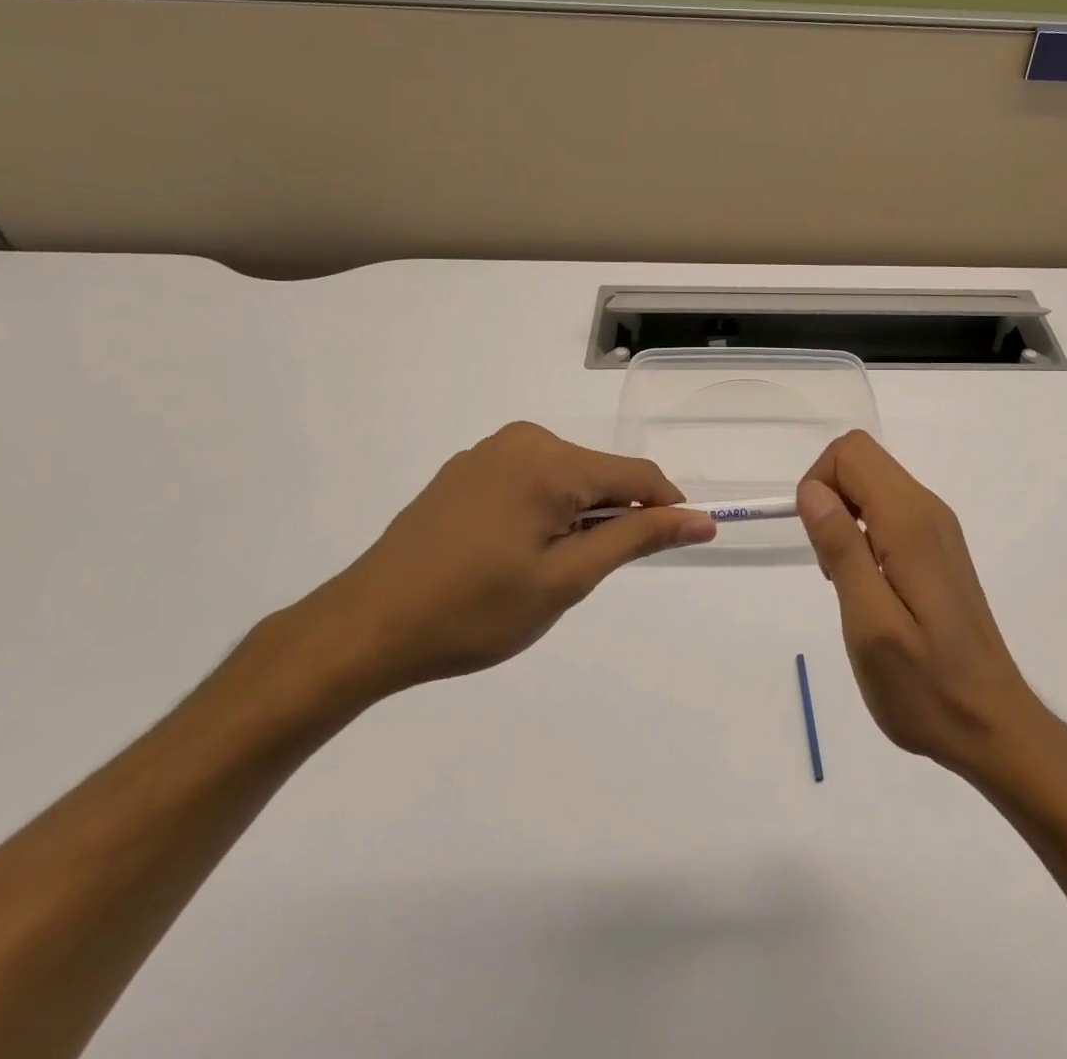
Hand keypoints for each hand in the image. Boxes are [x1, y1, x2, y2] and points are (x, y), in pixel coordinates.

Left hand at [293, 422, 715, 697]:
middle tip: (583, 576)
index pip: (637, 475)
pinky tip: (509, 553)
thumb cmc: (474, 611)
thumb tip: (700, 518)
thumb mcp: (566, 579)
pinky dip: (543, 511)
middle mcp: (523, 439)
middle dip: (611, 518)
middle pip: (600, 474)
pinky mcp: (466, 469)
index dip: (667, 509)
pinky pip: (530, 480)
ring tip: (541, 570)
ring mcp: (489, 451)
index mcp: (550, 461)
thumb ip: (636, 538)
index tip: (682, 543)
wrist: (366, 627)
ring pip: (566, 478)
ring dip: (576, 517)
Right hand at [796, 432, 1043, 780]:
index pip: (851, 453)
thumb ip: (841, 548)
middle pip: (862, 461)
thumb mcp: (869, 623)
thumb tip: (812, 490)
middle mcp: (928, 510)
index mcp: (910, 521)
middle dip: (829, 499)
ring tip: (847, 583)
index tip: (818, 543)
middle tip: (831, 566)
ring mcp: (937, 528)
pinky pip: (888, 512)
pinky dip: (863, 534)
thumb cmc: (925, 686)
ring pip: (873, 485)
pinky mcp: (938, 548)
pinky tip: (869, 587)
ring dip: (844, 519)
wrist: (993, 726)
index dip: (819, 484)